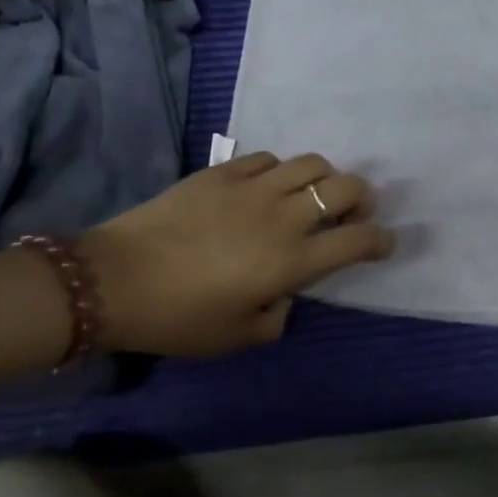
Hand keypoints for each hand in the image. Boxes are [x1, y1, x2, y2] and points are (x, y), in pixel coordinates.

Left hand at [80, 152, 394, 356]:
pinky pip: (268, 159)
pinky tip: (266, 188)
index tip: (384, 244)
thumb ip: (280, 314)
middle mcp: (283, 216)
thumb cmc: (179, 318)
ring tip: (312, 196)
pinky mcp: (222, 172)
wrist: (112, 281)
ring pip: (311, 163)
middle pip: (346, 187)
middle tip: (354, 214)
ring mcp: (252, 188)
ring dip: (325, 179)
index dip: (382, 240)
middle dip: (363, 199)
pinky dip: (280, 172)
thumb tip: (285, 289)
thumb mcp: (240, 337)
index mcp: (293, 260)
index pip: (358, 240)